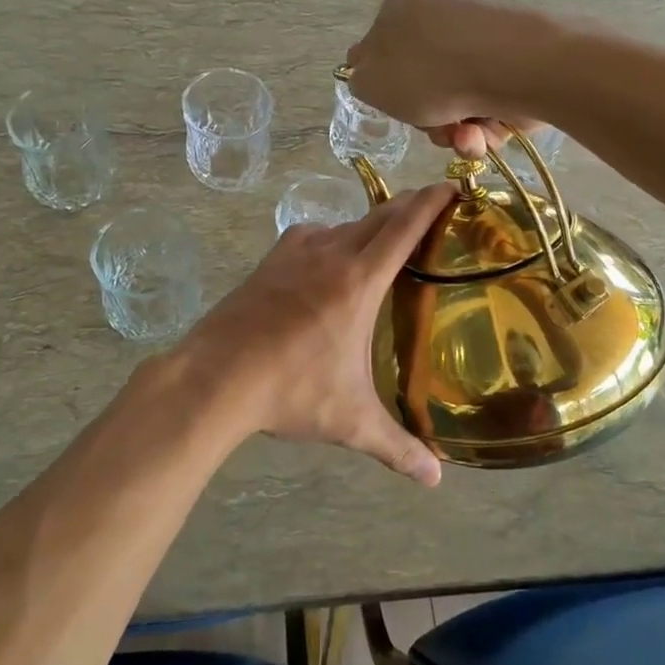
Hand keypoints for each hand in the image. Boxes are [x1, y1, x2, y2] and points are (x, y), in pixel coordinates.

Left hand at [174, 184, 456, 484]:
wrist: (214, 376)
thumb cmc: (289, 392)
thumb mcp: (349, 421)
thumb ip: (397, 447)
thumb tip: (435, 479)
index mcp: (359, 280)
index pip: (404, 227)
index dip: (430, 202)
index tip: (451, 184)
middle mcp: (330, 253)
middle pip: (378, 217)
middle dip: (407, 208)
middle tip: (430, 209)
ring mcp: (295, 252)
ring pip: (344, 225)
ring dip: (369, 226)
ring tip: (384, 243)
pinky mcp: (270, 260)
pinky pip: (312, 236)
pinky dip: (332, 239)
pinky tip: (330, 261)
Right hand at [345, 0, 537, 158]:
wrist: (508, 68)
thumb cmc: (427, 69)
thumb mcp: (369, 80)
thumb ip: (361, 81)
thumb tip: (373, 78)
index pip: (383, 45)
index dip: (386, 83)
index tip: (394, 105)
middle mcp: (445, 13)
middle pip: (422, 81)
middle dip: (424, 116)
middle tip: (429, 126)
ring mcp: (483, 40)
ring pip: (455, 101)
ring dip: (452, 131)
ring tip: (461, 136)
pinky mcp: (514, 67)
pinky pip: (486, 107)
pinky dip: (482, 129)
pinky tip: (482, 134)